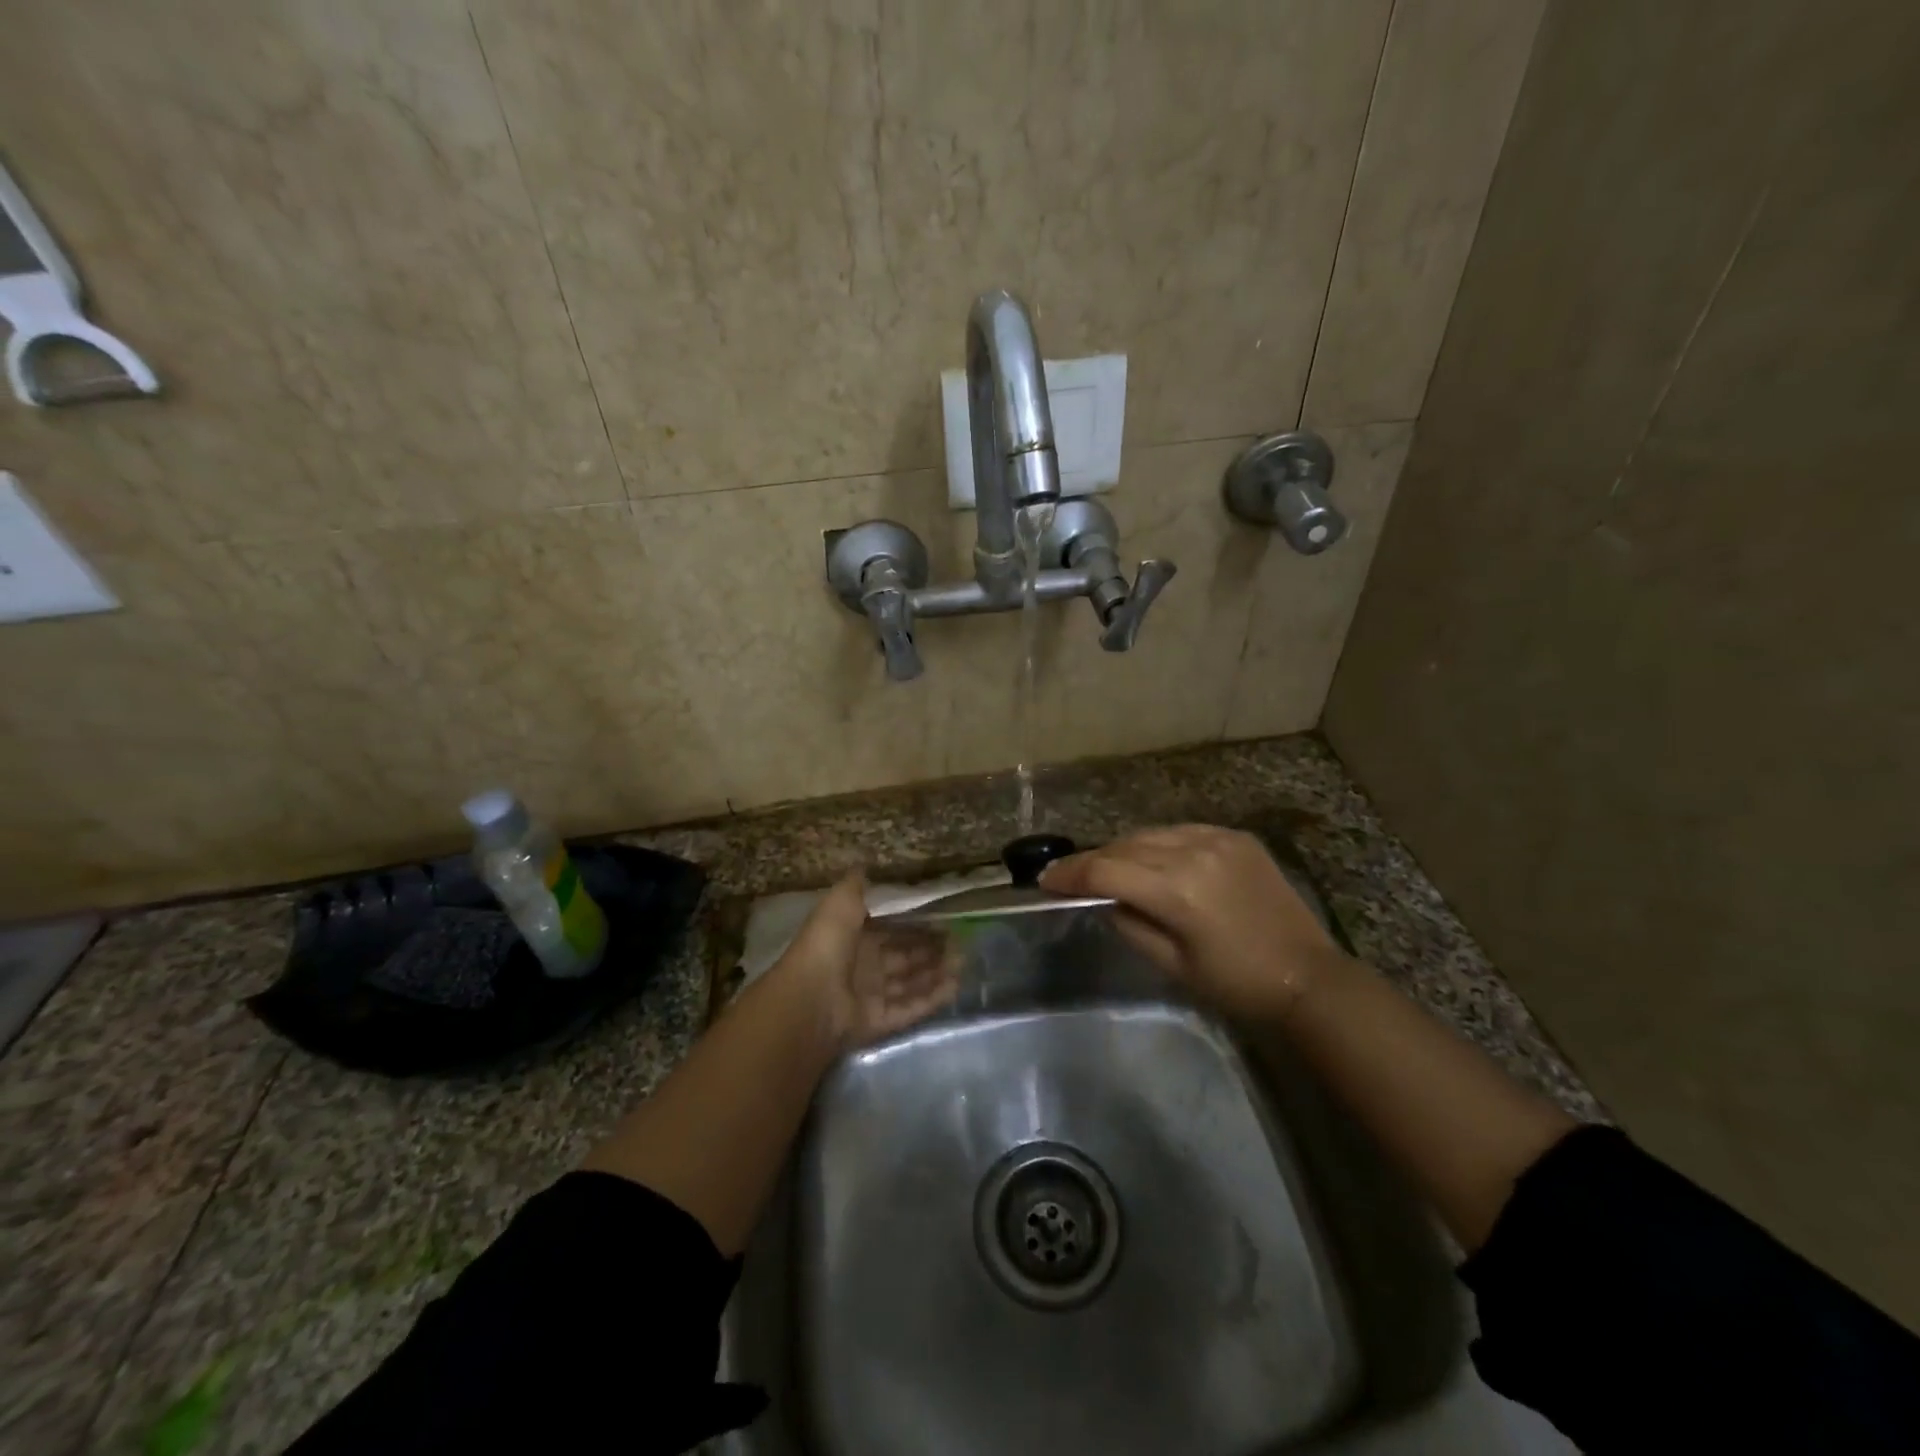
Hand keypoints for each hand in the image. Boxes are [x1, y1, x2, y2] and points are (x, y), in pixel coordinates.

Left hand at [771, 872, 958, 1050]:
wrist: (810, 1000)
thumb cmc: (826, 946)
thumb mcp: (839, 904)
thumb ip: (855, 887)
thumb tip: (866, 866)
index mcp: (852, 938)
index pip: (890, 931)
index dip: (915, 926)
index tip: (944, 919)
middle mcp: (862, 967)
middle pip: (903, 958)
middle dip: (930, 950)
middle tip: (960, 941)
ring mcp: (870, 997)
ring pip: (909, 983)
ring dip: (935, 973)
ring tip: (963, 962)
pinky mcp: (878, 1023)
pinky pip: (909, 1008)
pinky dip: (931, 999)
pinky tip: (954, 986)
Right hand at [1040, 825, 1346, 1022]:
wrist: (1307, 978)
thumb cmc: (1235, 984)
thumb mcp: (1171, 965)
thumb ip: (1129, 924)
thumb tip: (1103, 900)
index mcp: (1177, 890)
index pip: (1106, 871)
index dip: (1069, 875)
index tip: (1044, 880)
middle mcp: (1194, 852)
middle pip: (1124, 846)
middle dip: (1092, 861)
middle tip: (1069, 876)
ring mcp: (1218, 838)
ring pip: (1151, 833)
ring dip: (1123, 849)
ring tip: (1108, 868)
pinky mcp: (1236, 836)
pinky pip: (1181, 831)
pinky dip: (1159, 843)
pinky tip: (1153, 860)